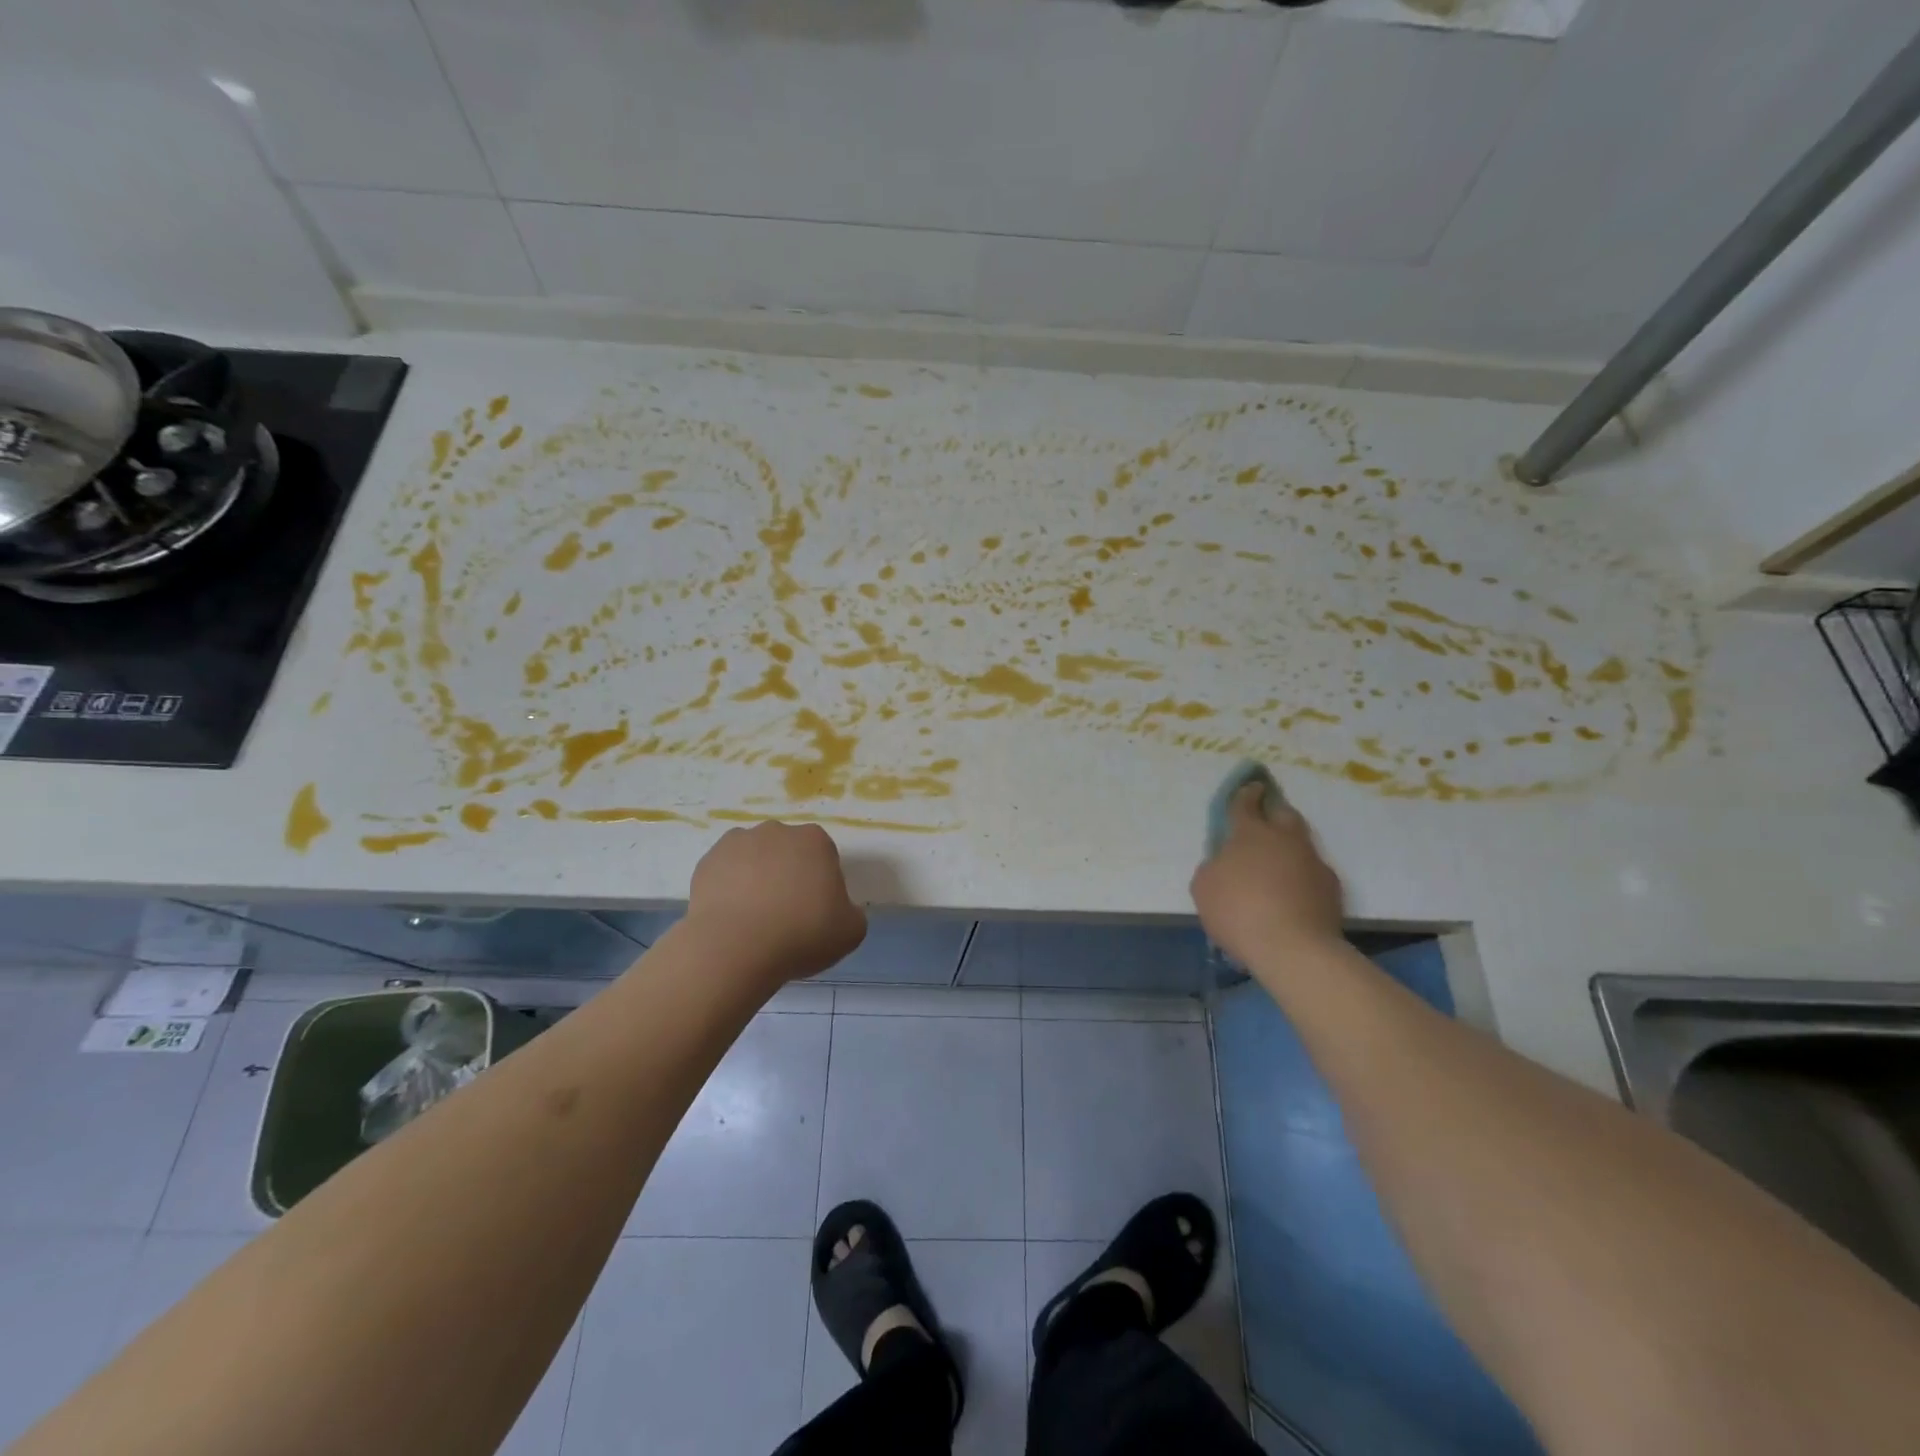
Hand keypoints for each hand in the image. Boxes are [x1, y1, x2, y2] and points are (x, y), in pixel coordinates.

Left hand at [686, 819, 867, 983]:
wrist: (735, 947)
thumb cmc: (802, 934)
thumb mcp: (851, 931)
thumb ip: (851, 912)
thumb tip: (838, 910)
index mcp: (815, 840)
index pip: (824, 857)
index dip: (822, 885)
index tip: (816, 912)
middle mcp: (777, 831)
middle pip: (788, 853)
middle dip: (788, 876)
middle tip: (786, 915)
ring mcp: (738, 842)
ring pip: (755, 859)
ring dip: (757, 879)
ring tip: (754, 919)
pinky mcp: (707, 861)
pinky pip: (725, 872)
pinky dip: (729, 888)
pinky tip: (731, 917)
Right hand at [1190, 781, 1344, 968]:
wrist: (1293, 948)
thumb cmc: (1238, 911)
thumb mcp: (1204, 886)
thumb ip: (1214, 865)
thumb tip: (1225, 861)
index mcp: (1250, 833)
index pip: (1245, 804)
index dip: (1245, 793)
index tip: (1250, 786)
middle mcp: (1284, 839)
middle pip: (1283, 813)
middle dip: (1274, 810)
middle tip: (1266, 818)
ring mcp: (1312, 861)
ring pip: (1301, 842)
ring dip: (1289, 845)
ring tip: (1279, 862)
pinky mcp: (1331, 887)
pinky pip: (1313, 871)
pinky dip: (1302, 875)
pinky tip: (1294, 892)